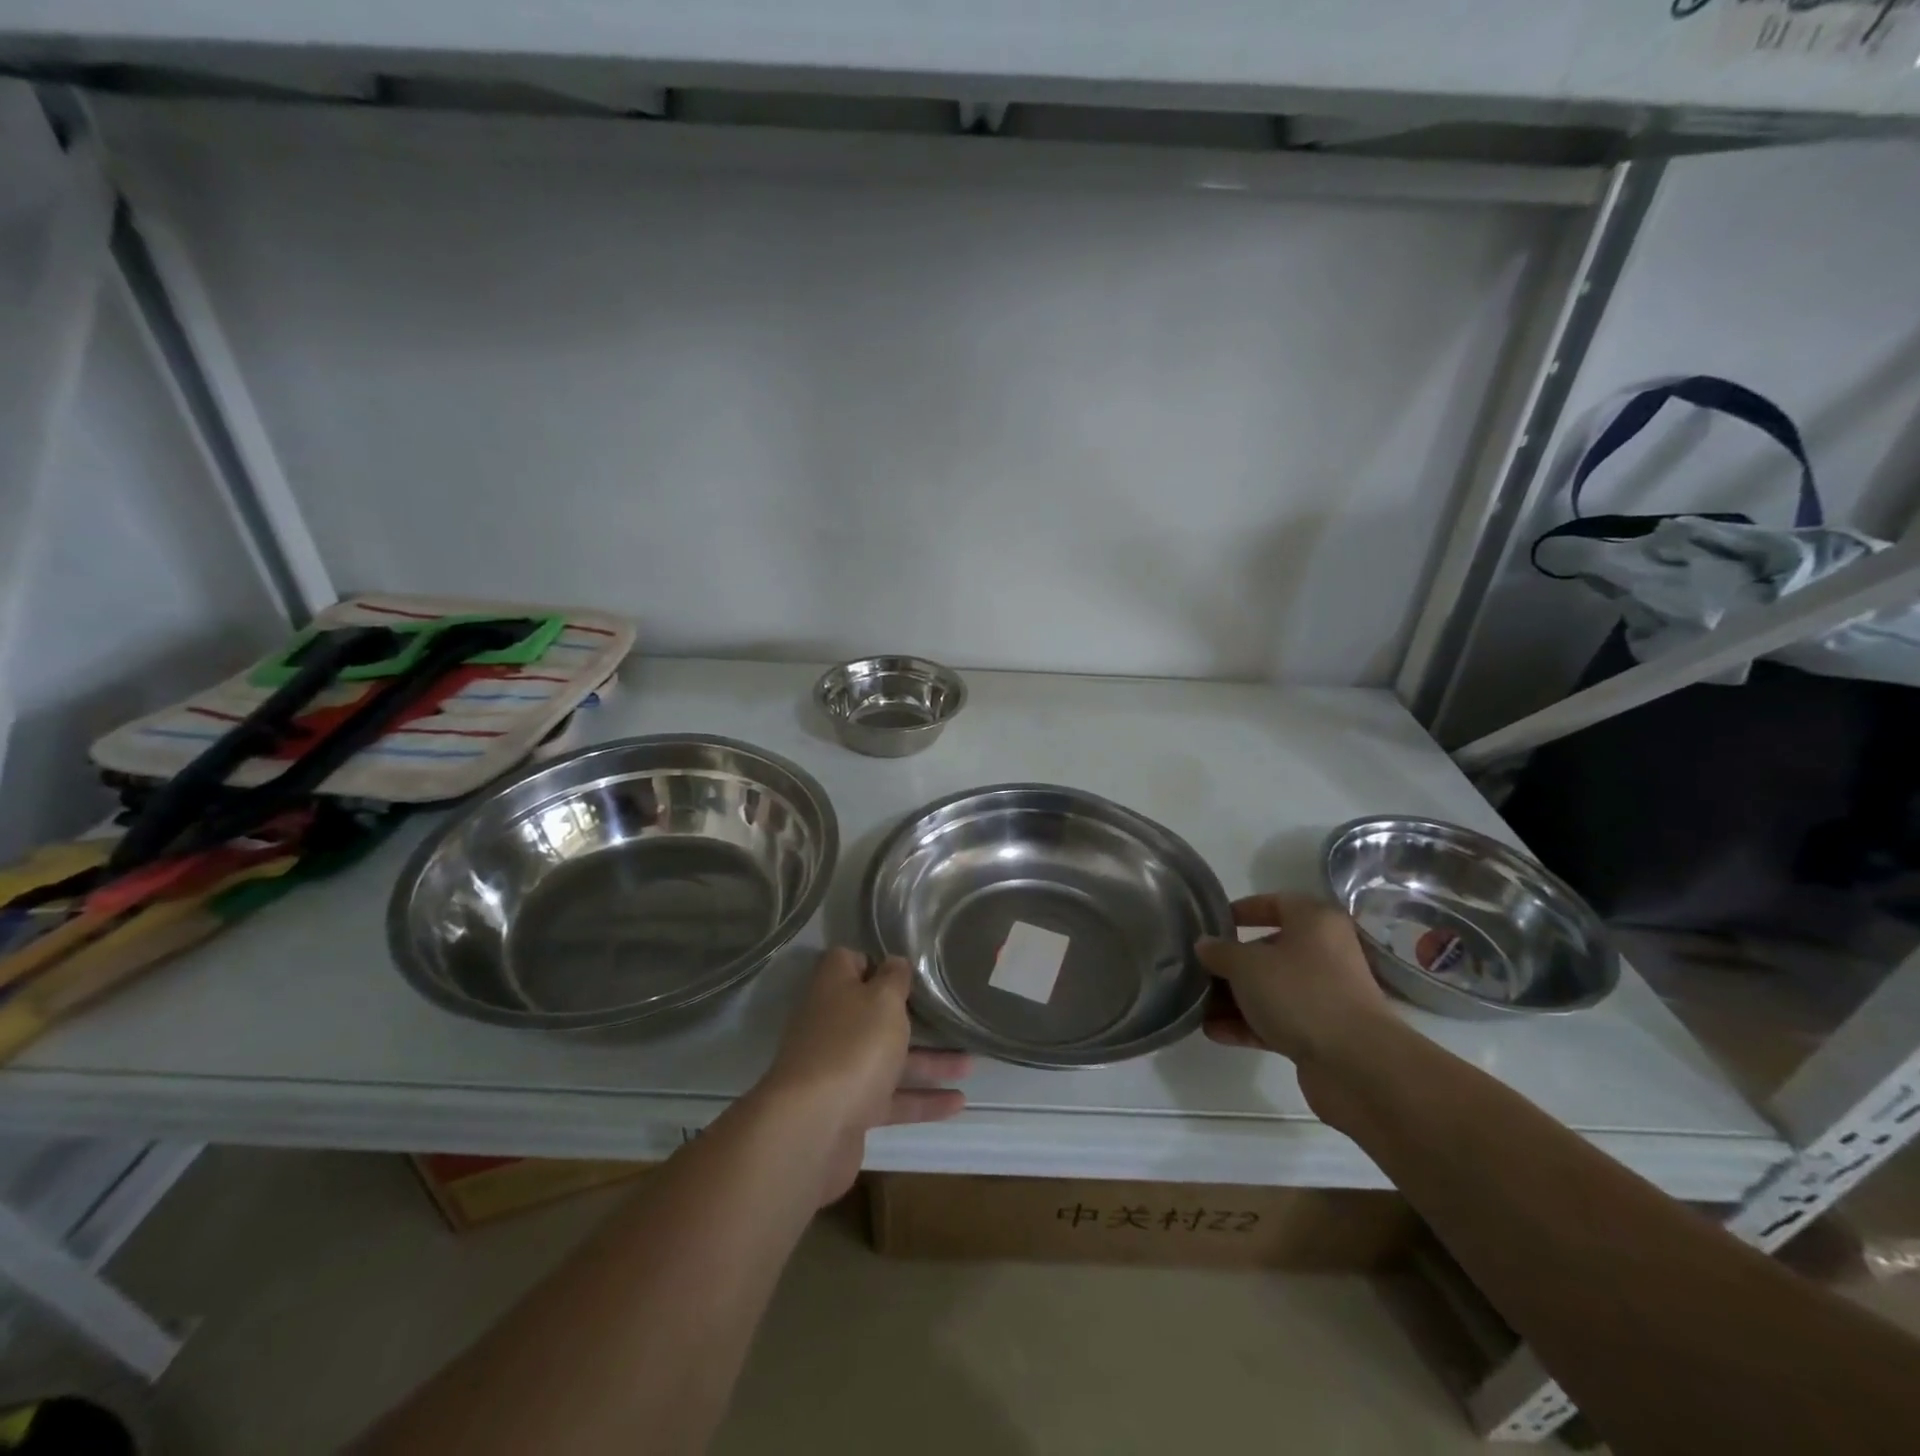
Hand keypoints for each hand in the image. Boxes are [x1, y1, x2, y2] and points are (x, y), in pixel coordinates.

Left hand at [757, 947, 969, 1203]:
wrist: (813, 1129)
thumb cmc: (852, 1046)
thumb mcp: (882, 1000)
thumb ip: (894, 978)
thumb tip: (894, 962)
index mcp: (833, 990)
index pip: (849, 962)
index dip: (876, 961)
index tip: (908, 967)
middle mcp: (832, 1025)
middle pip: (872, 1013)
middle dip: (910, 1015)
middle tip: (948, 1012)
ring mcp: (839, 1069)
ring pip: (888, 1058)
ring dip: (928, 1061)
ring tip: (972, 1063)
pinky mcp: (850, 1110)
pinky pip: (892, 1099)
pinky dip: (923, 1100)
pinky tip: (959, 1104)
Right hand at [1196, 894, 1390, 1070]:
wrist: (1357, 1064)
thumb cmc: (1300, 993)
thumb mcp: (1247, 964)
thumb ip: (1220, 952)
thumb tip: (1205, 944)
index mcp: (1314, 922)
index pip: (1275, 903)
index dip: (1242, 910)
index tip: (1213, 924)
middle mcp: (1324, 953)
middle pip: (1269, 949)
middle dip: (1231, 962)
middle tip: (1199, 969)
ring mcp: (1324, 995)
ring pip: (1271, 988)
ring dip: (1234, 997)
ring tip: (1197, 1006)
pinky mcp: (1321, 1031)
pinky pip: (1277, 1020)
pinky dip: (1248, 1024)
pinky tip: (1213, 1032)